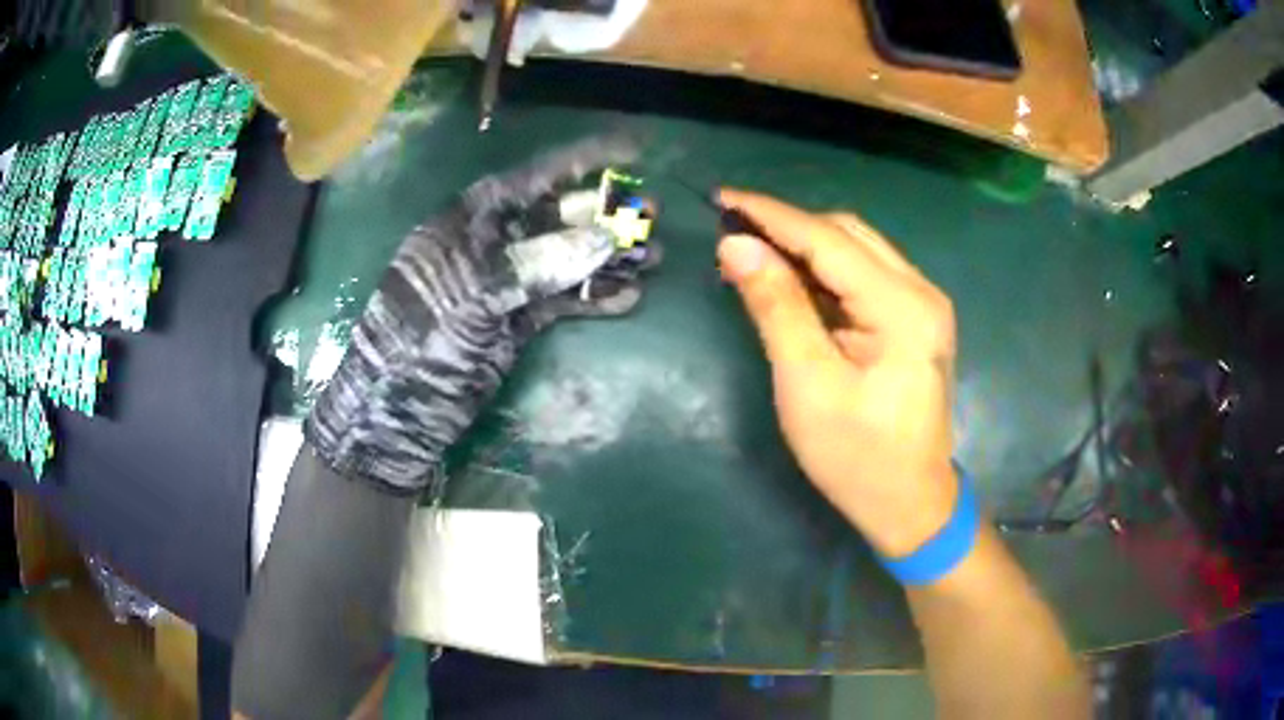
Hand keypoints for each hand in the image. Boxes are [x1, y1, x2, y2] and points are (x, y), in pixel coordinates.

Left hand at [307, 137, 659, 492]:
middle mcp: (488, 246)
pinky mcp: (514, 325)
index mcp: (467, 222)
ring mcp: (503, 287)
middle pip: (555, 218)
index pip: (532, 178)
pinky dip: (592, 300)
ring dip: (607, 259)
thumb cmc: (417, 346)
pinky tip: (628, 298)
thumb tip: (603, 241)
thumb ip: (534, 265)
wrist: (394, 418)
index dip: (582, 162)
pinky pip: (560, 303)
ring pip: (564, 261)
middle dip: (604, 214)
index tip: (631, 150)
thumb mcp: (471, 297)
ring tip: (653, 258)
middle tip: (653, 215)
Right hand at [716, 190, 957, 557]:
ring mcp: (923, 305)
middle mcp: (921, 292)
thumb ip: (776, 307)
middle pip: (848, 234)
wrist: (910, 504)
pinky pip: (866, 276)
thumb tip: (737, 246)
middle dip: (789, 227)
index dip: (772, 215)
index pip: (828, 240)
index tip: (723, 198)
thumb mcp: (807, 384)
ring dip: (806, 246)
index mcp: (901, 308)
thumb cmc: (857, 457)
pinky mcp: (916, 320)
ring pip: (858, 250)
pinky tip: (794, 281)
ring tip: (755, 254)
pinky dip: (826, 271)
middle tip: (734, 234)